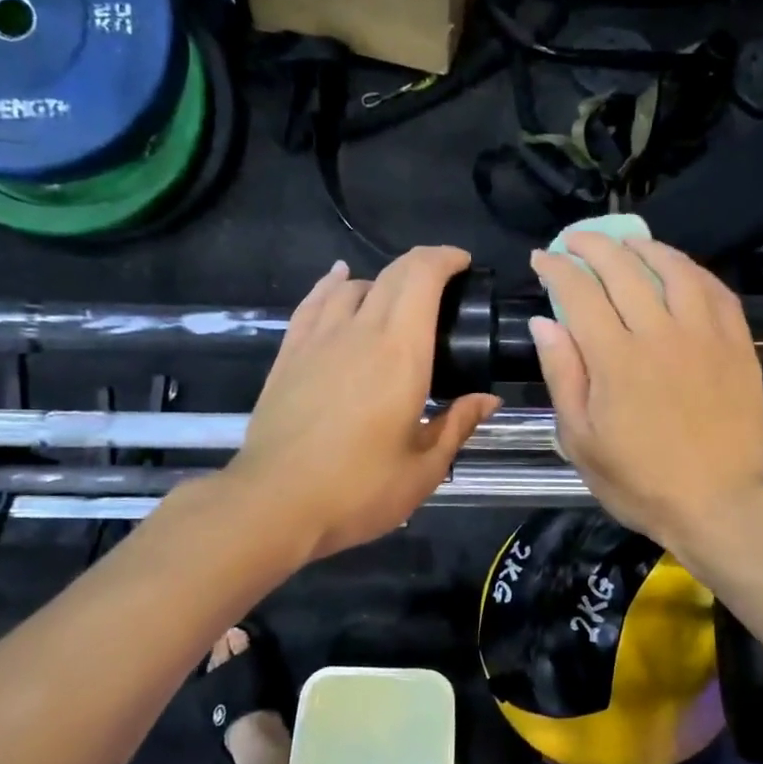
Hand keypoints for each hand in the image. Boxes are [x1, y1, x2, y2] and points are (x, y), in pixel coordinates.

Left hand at [229, 247, 500, 561]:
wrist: (274, 503)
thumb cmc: (359, 489)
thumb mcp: (424, 468)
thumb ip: (458, 425)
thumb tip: (488, 400)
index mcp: (401, 353)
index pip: (422, 279)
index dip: (445, 259)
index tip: (464, 265)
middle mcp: (360, 332)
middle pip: (392, 274)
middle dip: (422, 265)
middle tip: (444, 282)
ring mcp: (318, 340)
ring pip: (352, 286)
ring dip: (381, 281)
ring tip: (396, 298)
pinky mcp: (288, 355)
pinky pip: (313, 303)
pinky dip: (332, 285)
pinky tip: (339, 282)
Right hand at [529, 233, 762, 556]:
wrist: (719, 504)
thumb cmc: (640, 481)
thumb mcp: (581, 441)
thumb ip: (562, 376)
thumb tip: (545, 322)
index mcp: (615, 359)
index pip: (580, 292)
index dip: (557, 269)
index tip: (542, 259)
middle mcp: (660, 334)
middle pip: (623, 269)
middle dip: (593, 245)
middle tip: (575, 240)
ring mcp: (704, 335)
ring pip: (673, 269)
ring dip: (645, 247)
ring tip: (627, 242)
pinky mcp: (737, 344)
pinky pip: (715, 290)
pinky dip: (692, 270)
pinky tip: (679, 269)